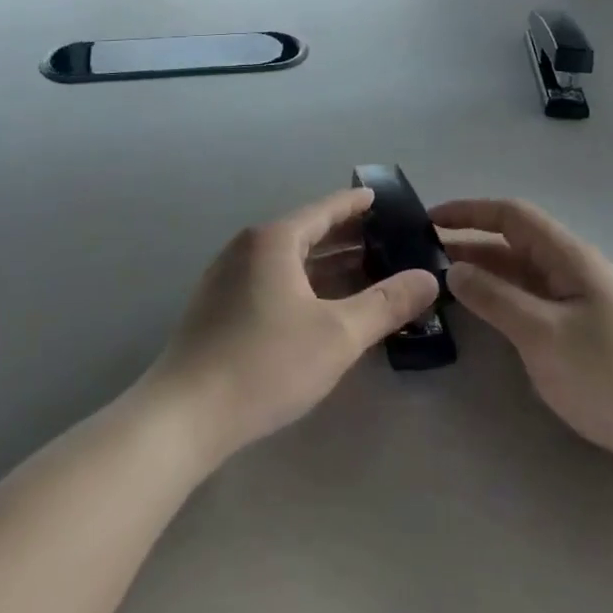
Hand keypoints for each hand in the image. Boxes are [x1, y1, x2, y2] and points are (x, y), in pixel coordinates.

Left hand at [145, 189, 439, 467]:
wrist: (184, 415)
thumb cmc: (265, 363)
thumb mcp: (338, 335)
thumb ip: (386, 304)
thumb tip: (428, 278)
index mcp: (274, 240)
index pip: (324, 210)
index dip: (354, 204)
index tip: (379, 197)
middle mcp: (248, 248)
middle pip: (306, 232)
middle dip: (345, 236)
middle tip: (385, 238)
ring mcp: (228, 277)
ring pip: (288, 260)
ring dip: (326, 263)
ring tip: (364, 270)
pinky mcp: (218, 306)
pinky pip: (272, 280)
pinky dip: (303, 283)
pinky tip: (322, 306)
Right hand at [433, 199, 612, 520]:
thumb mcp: (544, 335)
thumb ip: (495, 299)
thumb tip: (453, 269)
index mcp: (566, 256)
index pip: (509, 215)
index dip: (468, 211)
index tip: (427, 220)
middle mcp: (571, 269)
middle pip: (512, 243)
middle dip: (468, 244)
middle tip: (421, 259)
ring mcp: (578, 302)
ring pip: (520, 275)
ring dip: (483, 274)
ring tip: (440, 287)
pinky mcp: (583, 332)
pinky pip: (531, 302)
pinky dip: (501, 301)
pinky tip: (482, 318)